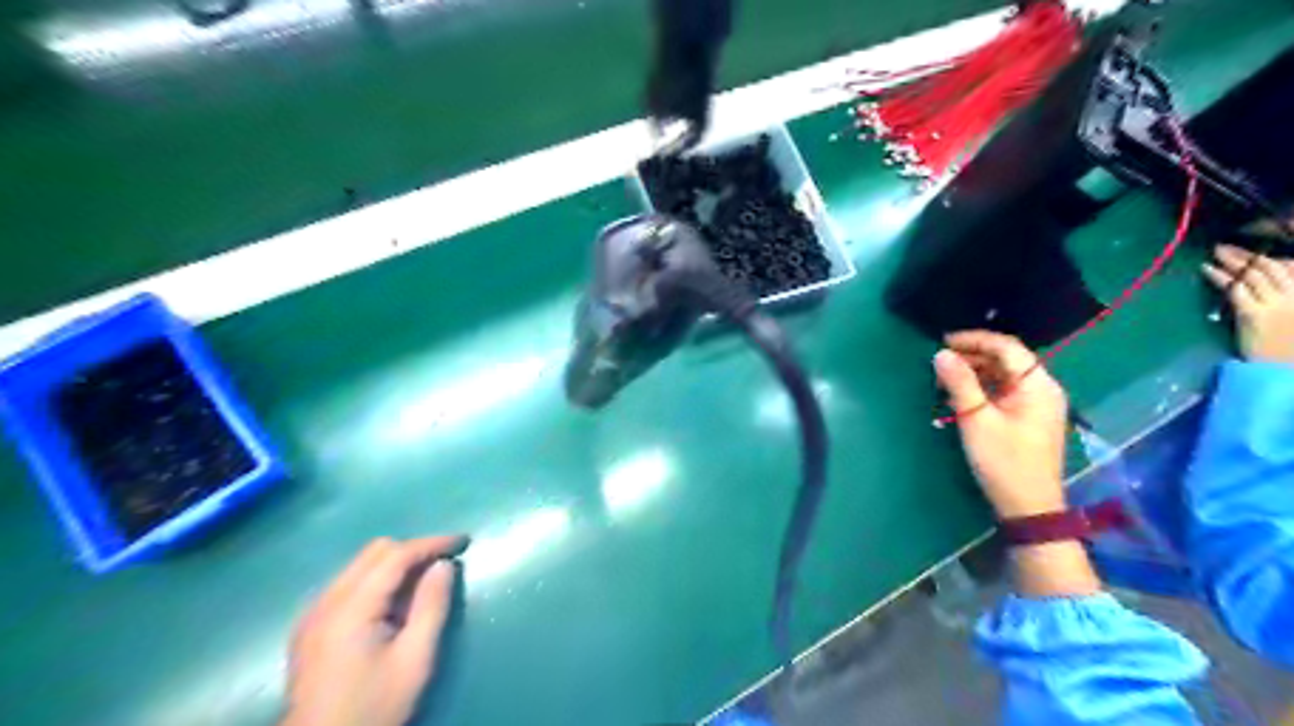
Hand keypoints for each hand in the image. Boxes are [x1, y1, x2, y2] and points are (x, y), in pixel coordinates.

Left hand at [282, 537, 465, 725]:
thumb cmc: (374, 708)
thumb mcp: (415, 660)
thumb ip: (432, 606)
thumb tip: (444, 565)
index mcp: (351, 609)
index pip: (395, 556)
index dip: (432, 543)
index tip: (463, 542)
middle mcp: (325, 602)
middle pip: (374, 552)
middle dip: (413, 550)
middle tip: (444, 565)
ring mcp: (312, 615)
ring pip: (359, 566)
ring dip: (394, 564)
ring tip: (423, 584)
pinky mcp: (308, 629)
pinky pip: (347, 584)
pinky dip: (375, 580)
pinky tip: (391, 605)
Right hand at [938, 332, 1066, 517]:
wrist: (1028, 507)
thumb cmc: (1004, 461)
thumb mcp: (976, 420)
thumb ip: (959, 384)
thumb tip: (941, 354)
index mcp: (1037, 385)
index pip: (1007, 347)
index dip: (975, 340)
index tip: (943, 341)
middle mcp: (1042, 389)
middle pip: (1007, 360)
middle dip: (972, 356)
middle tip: (939, 361)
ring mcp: (1037, 405)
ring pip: (1004, 376)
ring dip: (975, 373)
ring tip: (944, 378)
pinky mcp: (1028, 420)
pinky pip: (1004, 392)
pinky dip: (982, 389)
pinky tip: (960, 397)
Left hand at [1203, 245, 1293, 365]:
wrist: (1287, 369)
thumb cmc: (1288, 348)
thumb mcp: (1291, 318)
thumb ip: (1283, 298)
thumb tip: (1256, 285)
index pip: (1290, 269)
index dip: (1268, 259)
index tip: (1251, 253)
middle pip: (1269, 268)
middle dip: (1246, 255)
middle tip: (1225, 247)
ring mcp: (1275, 304)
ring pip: (1252, 275)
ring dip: (1232, 261)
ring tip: (1216, 253)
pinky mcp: (1253, 314)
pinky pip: (1235, 290)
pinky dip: (1220, 277)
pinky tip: (1207, 268)